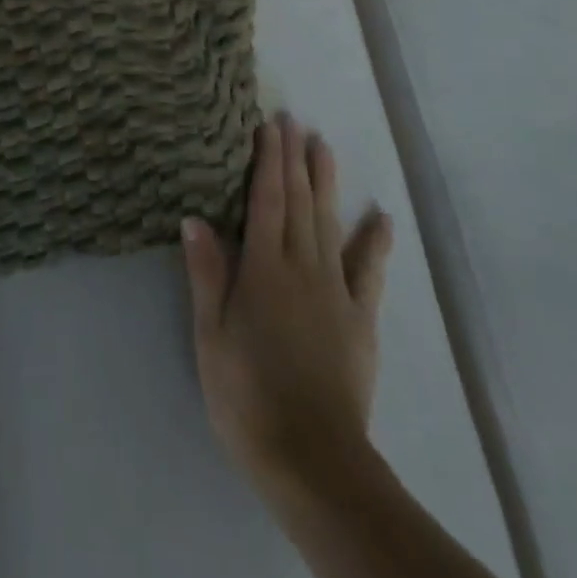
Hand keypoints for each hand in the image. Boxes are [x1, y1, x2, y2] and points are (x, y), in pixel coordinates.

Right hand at [183, 116, 393, 493]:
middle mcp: (302, 267)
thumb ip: (207, 274)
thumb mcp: (210, 336)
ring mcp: (336, 290)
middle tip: (293, 120)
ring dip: (326, 182)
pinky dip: (375, 241)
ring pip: (330, 223)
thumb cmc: (247, 396)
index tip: (269, 126)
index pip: (266, 200)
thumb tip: (194, 217)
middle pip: (299, 201)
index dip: (267, 160)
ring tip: (324, 146)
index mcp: (263, 269)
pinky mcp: (361, 318)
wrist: (312, 457)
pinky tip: (381, 217)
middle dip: (294, 158)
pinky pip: (369, 271)